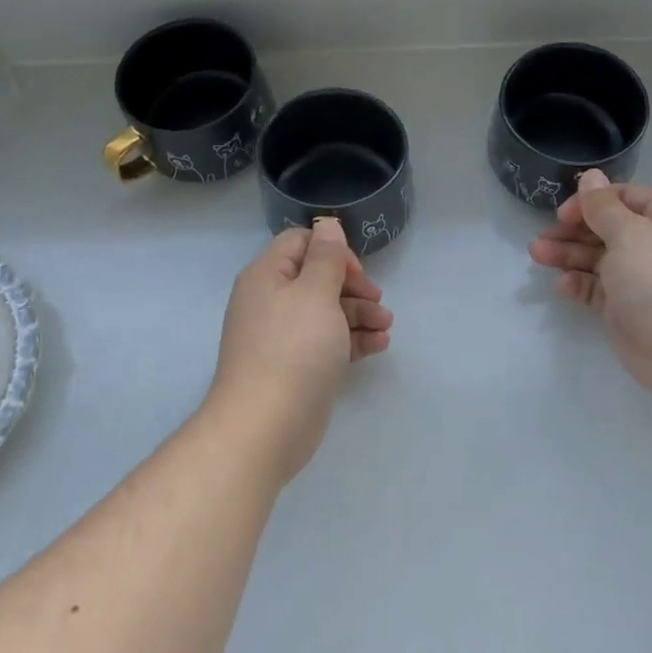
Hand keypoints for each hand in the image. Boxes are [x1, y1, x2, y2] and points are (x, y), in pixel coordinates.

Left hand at [209, 216, 393, 481]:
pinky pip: (327, 342)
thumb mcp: (315, 293)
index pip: (300, 244)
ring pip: (326, 311)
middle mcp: (271, 302)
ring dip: (359, 314)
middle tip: (377, 300)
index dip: (332, 251)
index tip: (356, 272)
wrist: (265, 426)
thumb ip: (326, 257)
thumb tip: (327, 225)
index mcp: (267, 276)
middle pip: (316, 278)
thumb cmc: (293, 349)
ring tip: (386, 327)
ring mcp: (282, 337)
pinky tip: (379, 345)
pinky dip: (353, 340)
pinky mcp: (296, 367)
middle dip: (352, 286)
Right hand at [528, 170, 651, 408]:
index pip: (624, 197)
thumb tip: (591, 176)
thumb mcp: (629, 233)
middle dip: (573, 230)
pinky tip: (562, 285)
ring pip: (599, 258)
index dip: (591, 201)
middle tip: (542, 238)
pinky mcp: (629, 308)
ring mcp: (643, 279)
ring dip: (568, 255)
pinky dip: (579, 283)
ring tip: (536, 255)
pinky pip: (599, 288)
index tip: (562, 214)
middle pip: (608, 228)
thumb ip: (602, 206)